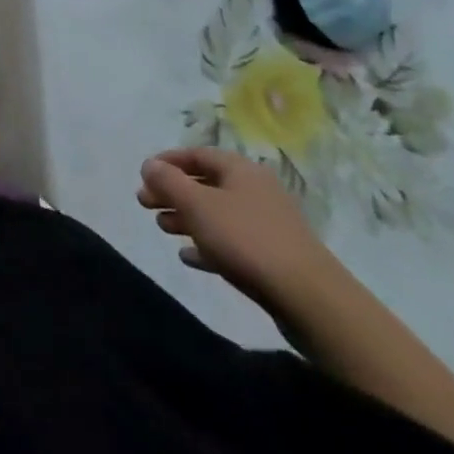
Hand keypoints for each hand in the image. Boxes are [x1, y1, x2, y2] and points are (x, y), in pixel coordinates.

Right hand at [136, 147, 339, 309]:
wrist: (311, 300)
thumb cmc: (246, 239)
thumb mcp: (197, 204)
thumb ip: (168, 181)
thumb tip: (150, 164)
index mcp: (240, 170)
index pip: (196, 154)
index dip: (166, 161)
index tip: (142, 175)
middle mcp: (255, 191)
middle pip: (204, 184)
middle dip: (172, 192)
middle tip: (145, 204)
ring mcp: (267, 225)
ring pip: (216, 214)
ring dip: (186, 218)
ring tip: (163, 229)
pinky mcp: (273, 258)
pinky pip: (231, 243)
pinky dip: (207, 245)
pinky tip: (189, 257)